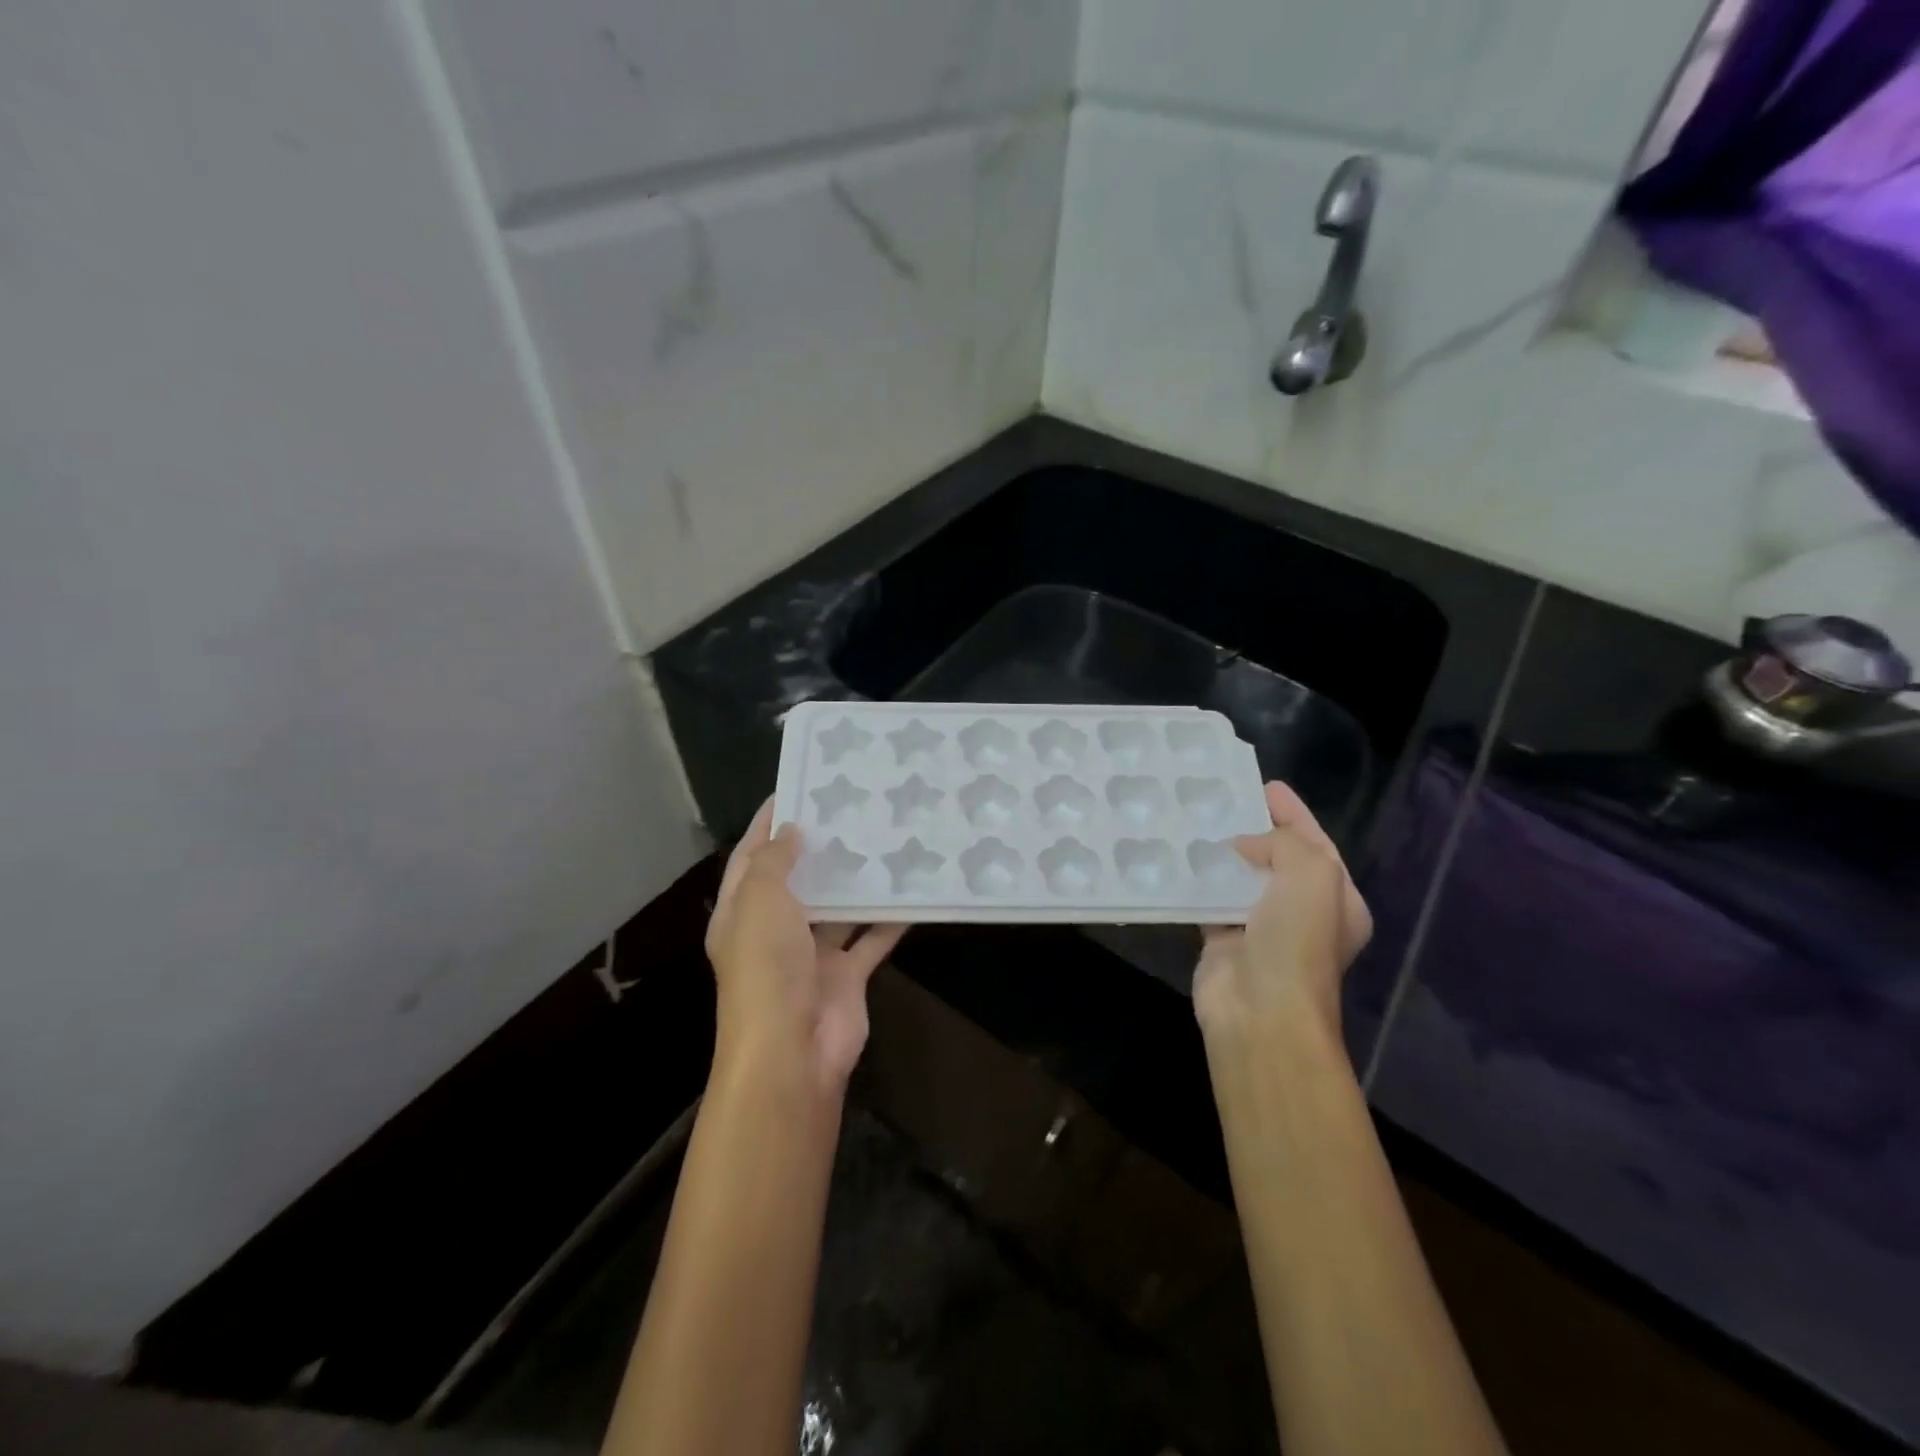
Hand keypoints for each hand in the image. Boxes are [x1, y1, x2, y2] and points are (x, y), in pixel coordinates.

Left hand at [705, 798, 905, 1092]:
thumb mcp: (760, 902)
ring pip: (838, 908)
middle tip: (853, 807)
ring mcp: (812, 955)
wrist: (793, 1051)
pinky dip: (890, 919)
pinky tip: (912, 890)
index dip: (768, 823)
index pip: (750, 856)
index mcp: (741, 913)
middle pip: (798, 880)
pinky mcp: (846, 975)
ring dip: (857, 881)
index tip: (796, 787)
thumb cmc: (767, 968)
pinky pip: (871, 939)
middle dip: (820, 848)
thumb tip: (791, 831)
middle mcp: (774, 931)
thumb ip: (774, 863)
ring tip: (885, 837)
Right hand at [1193, 782, 1371, 1037]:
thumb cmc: (1297, 940)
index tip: (1266, 785)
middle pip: (1277, 858)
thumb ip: (1283, 842)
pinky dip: (1198, 881)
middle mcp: (1303, 913)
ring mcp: (1262, 928)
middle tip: (1225, 799)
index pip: (1316, 843)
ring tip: (1196, 820)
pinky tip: (1180, 857)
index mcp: (1338, 899)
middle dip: (1255, 830)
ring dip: (1223, 854)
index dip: (1294, 813)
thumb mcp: (1312, 874)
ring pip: (1241, 878)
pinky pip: (1210, 900)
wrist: (1261, 1009)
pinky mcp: (1223, 940)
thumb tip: (1242, 846)